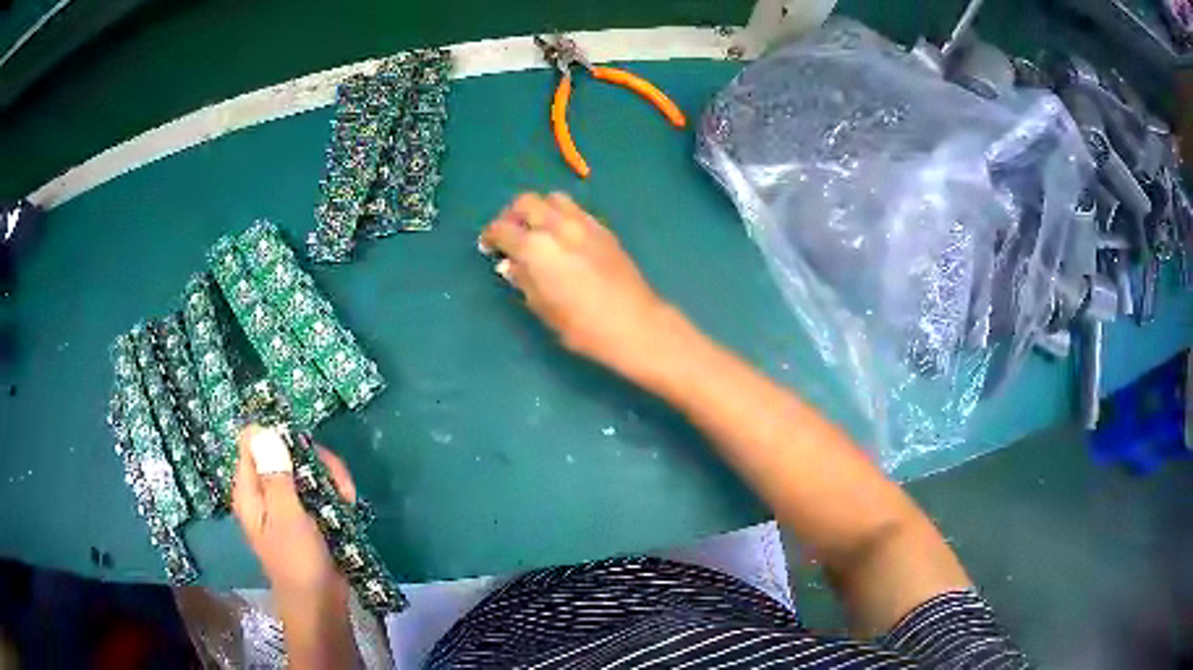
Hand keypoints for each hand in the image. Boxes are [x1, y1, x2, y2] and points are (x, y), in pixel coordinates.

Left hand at [231, 425, 355, 605]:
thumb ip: (276, 475)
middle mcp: (265, 490)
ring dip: (330, 478)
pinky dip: (336, 493)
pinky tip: (348, 507)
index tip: (301, 447)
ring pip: (306, 469)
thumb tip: (263, 430)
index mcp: (249, 489)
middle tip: (334, 479)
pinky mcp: (308, 514)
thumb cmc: (298, 562)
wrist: (321, 604)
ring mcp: (288, 502)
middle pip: (284, 451)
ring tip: (346, 498)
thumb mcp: (287, 517)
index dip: (275, 435)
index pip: (252, 441)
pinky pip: (320, 489)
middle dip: (312, 460)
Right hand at [480, 193, 676, 376]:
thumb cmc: (581, 325)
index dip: (490, 236)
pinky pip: (575, 209)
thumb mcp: (541, 307)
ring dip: (539, 209)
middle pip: (526, 201)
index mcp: (536, 247)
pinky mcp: (602, 228)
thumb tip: (510, 264)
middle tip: (511, 234)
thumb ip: (522, 279)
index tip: (489, 247)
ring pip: (553, 198)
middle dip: (512, 214)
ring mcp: (583, 223)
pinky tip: (563, 237)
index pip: (502, 228)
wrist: (633, 323)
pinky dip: (562, 215)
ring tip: (537, 231)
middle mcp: (557, 226)